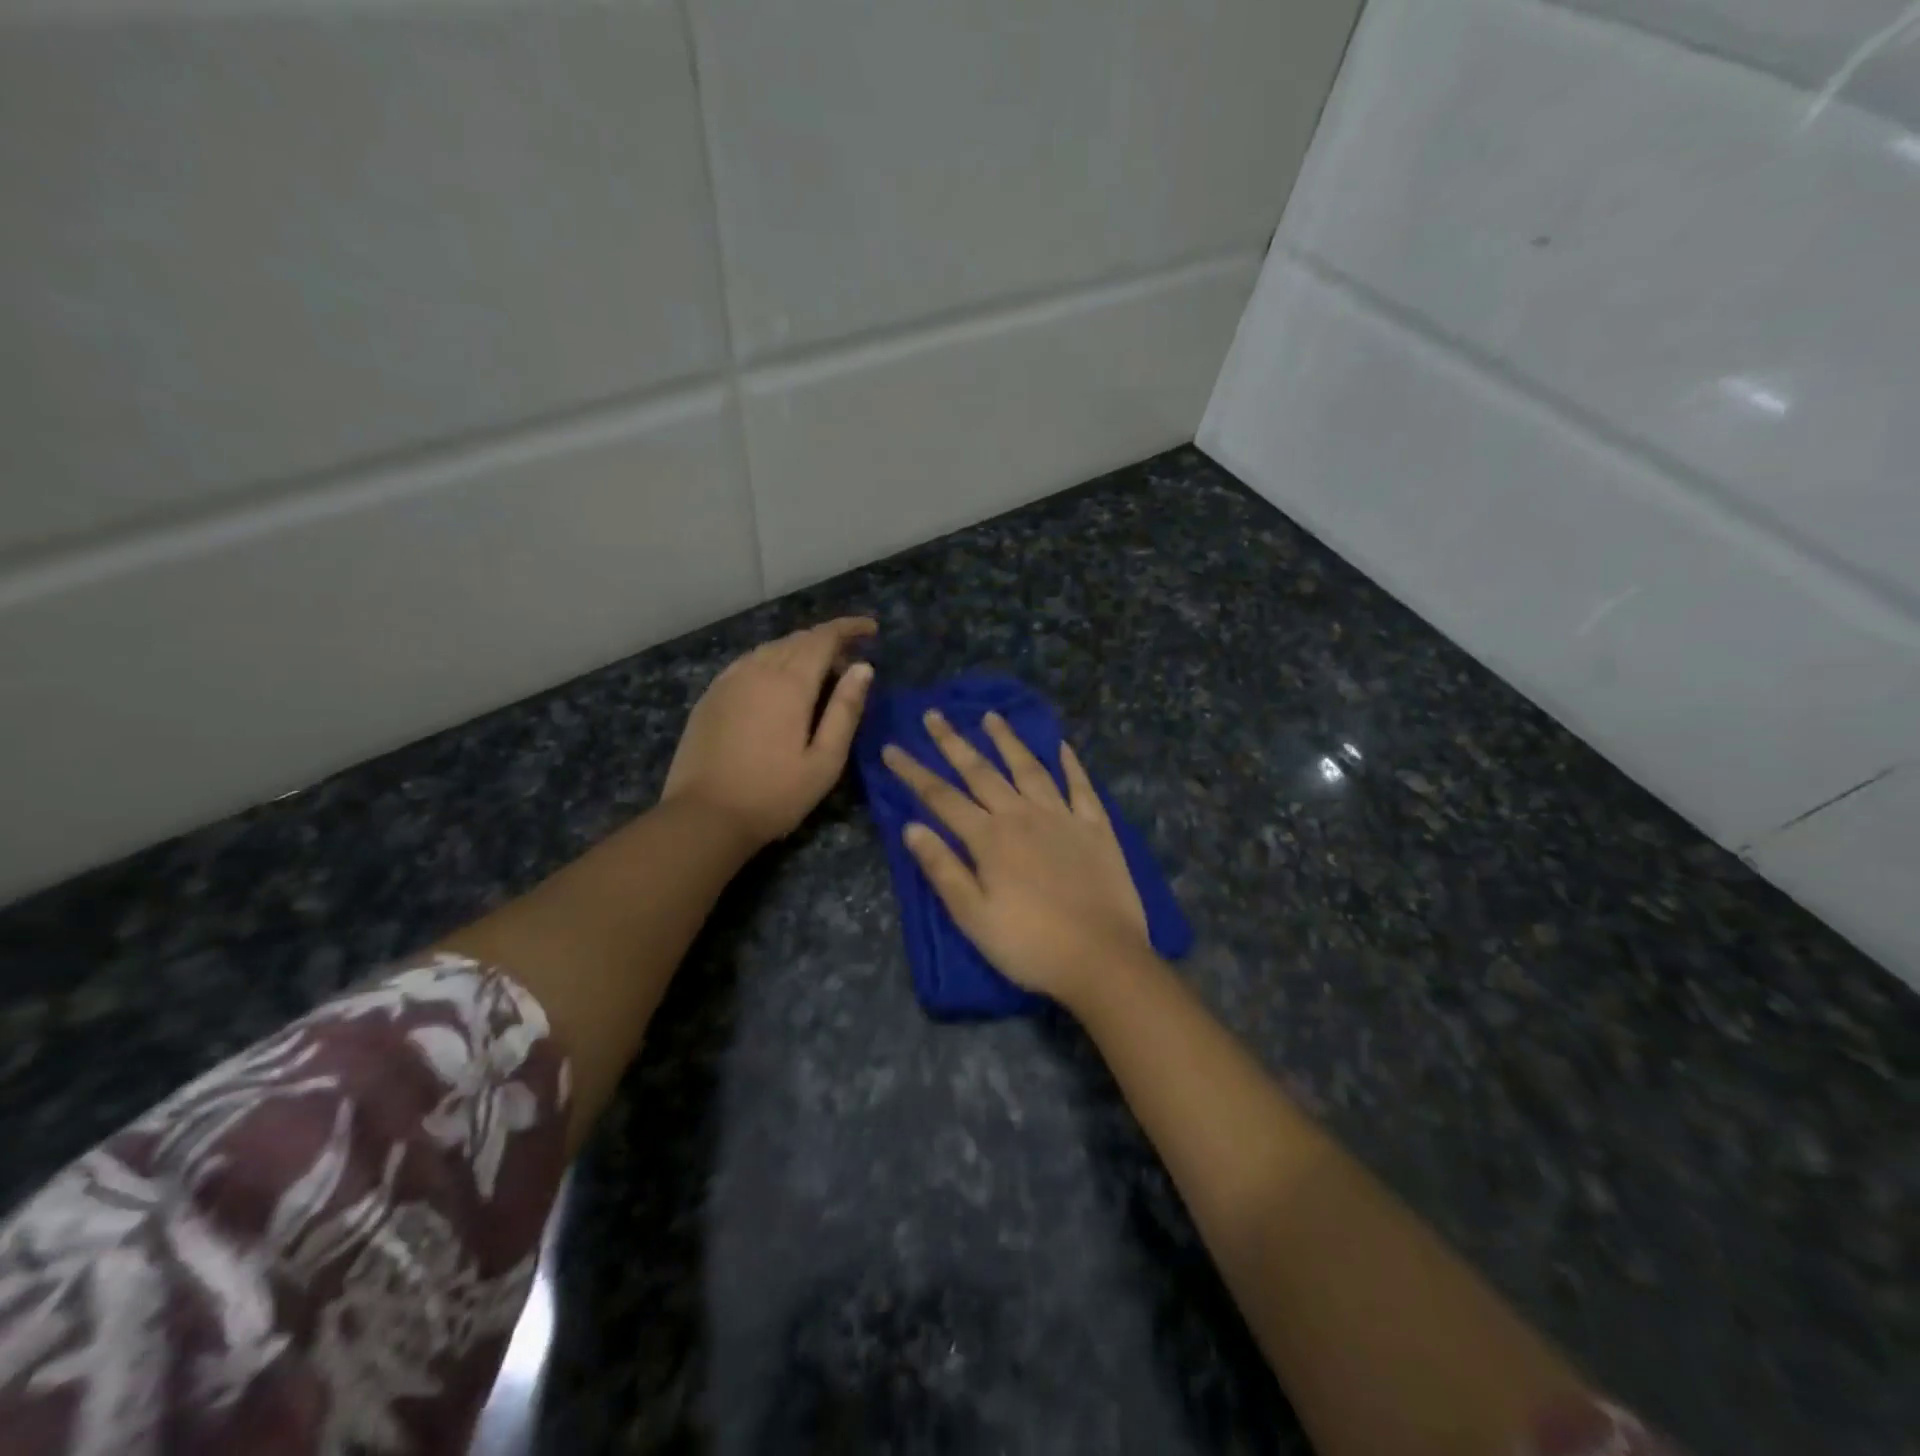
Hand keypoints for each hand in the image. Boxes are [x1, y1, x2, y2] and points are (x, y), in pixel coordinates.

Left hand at [662, 618, 876, 845]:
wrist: (704, 816)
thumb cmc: (774, 794)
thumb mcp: (825, 761)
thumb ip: (846, 710)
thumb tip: (864, 667)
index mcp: (790, 683)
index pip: (824, 638)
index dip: (849, 628)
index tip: (871, 628)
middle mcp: (757, 670)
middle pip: (797, 640)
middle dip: (828, 640)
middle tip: (850, 660)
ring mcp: (729, 680)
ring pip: (771, 649)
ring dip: (799, 650)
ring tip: (818, 670)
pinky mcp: (711, 696)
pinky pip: (748, 662)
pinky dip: (772, 661)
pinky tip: (776, 681)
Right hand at [882, 710, 1151, 1003]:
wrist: (1103, 959)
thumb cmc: (1030, 945)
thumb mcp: (973, 917)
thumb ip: (943, 869)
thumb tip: (911, 827)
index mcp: (990, 838)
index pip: (942, 797)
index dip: (914, 772)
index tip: (892, 748)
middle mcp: (1023, 815)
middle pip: (982, 772)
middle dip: (954, 742)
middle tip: (935, 714)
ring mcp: (1063, 817)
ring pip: (1029, 768)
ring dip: (1008, 741)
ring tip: (992, 716)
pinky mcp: (1096, 828)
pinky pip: (1081, 786)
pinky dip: (1071, 764)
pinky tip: (1062, 746)